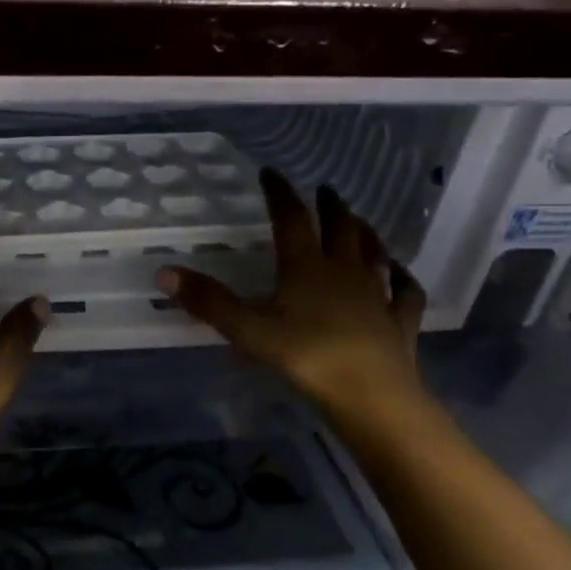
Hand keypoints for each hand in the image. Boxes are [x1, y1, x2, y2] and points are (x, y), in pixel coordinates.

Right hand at [157, 169, 428, 433]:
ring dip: (366, 233)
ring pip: (374, 254)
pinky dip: (404, 278)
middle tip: (326, 189)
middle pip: (340, 229)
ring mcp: (377, 296)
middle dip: (330, 206)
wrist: (371, 396)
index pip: (291, 219)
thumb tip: (164, 272)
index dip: (280, 194)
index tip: (272, 173)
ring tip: (360, 220)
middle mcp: (344, 272)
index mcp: (306, 267)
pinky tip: (402, 273)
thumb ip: (208, 302)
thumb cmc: (306, 357)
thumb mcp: (248, 330)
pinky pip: (406, 293)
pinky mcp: (400, 322)